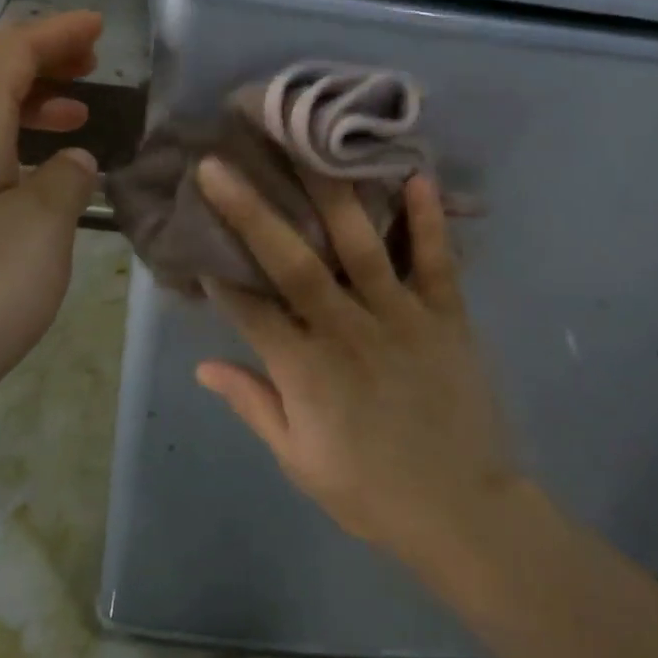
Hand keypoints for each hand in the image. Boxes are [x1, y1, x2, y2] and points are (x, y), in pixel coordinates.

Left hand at [0, 12, 102, 443]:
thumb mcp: (43, 230)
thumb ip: (66, 181)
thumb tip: (70, 161)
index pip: (11, 50)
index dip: (56, 33)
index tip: (99, 28)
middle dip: (37, 55)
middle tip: (88, 64)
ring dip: (22, 96)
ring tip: (73, 114)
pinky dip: (3, 135)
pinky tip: (32, 171)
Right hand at [193, 157, 517, 559]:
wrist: (463, 512)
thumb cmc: (371, 490)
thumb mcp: (299, 459)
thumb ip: (253, 404)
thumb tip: (203, 365)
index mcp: (305, 371)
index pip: (249, 310)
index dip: (219, 273)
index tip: (195, 231)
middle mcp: (347, 331)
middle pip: (292, 262)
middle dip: (252, 212)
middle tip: (219, 165)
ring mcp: (400, 317)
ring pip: (360, 246)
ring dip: (330, 194)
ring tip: (307, 146)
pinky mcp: (446, 316)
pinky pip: (437, 261)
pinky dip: (428, 220)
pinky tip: (417, 176)